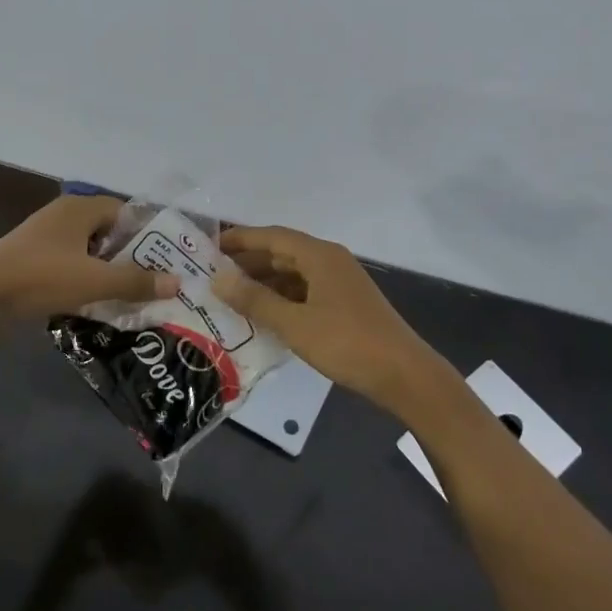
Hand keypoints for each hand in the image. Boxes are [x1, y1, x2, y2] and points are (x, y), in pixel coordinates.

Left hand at [0, 194, 178, 332]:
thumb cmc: (40, 278)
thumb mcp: (94, 281)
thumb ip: (136, 282)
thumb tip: (177, 282)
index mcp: (79, 209)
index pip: (124, 211)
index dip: (146, 234)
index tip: (165, 259)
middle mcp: (63, 217)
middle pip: (108, 232)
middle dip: (130, 256)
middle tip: (154, 281)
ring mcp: (45, 239)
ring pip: (89, 251)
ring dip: (107, 271)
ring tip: (130, 295)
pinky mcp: (33, 261)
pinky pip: (70, 265)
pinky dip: (85, 280)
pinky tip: (96, 302)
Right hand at [214, 224, 447, 410]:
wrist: (404, 374)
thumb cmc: (347, 343)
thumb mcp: (294, 323)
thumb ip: (255, 300)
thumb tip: (217, 279)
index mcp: (319, 255)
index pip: (271, 236)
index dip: (239, 239)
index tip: (208, 247)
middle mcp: (330, 261)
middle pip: (282, 252)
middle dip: (248, 262)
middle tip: (212, 276)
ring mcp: (339, 283)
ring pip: (293, 274)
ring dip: (264, 282)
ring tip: (231, 297)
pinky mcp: (345, 304)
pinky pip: (305, 291)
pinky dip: (282, 298)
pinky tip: (263, 316)